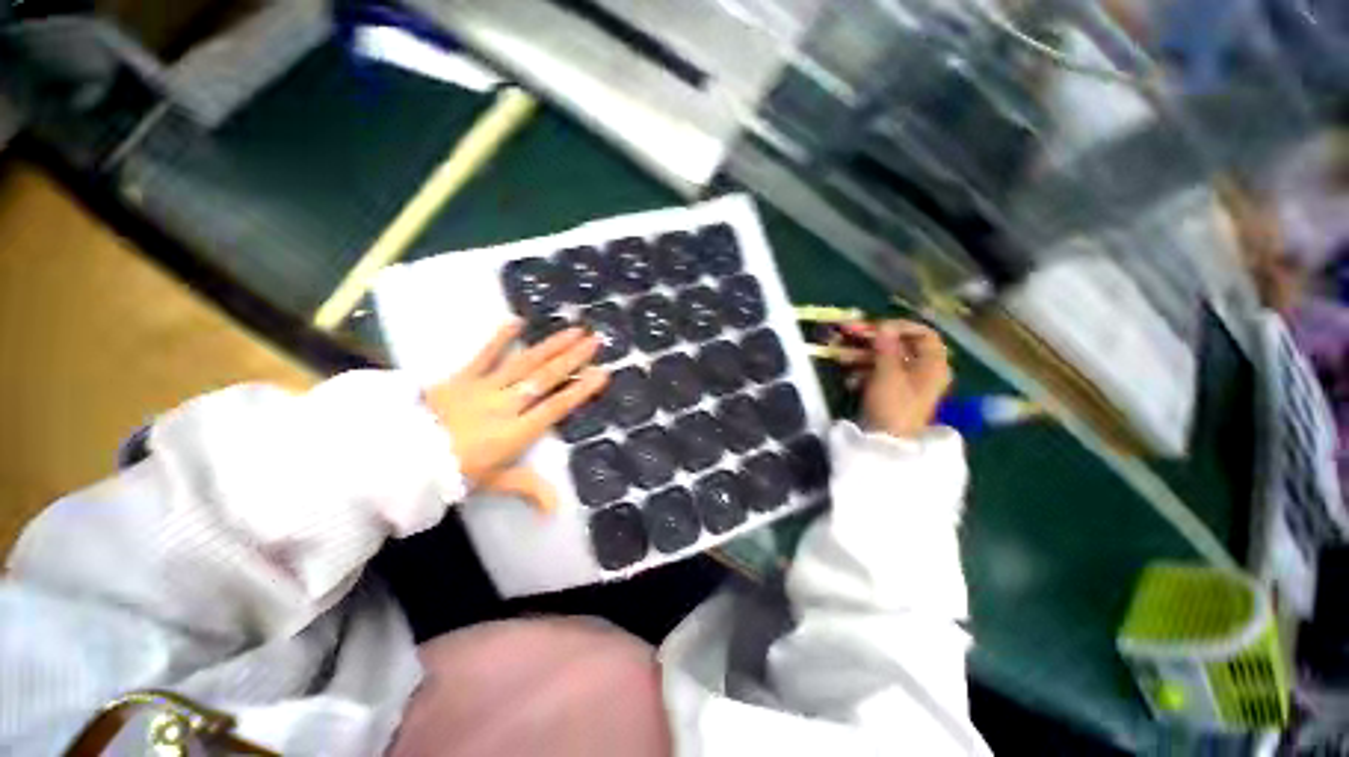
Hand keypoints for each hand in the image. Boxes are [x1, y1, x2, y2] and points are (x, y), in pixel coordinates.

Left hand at [424, 321, 608, 510]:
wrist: (400, 458)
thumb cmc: (453, 472)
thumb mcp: (493, 482)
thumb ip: (528, 489)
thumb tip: (557, 509)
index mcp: (516, 432)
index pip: (556, 407)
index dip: (581, 389)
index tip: (602, 373)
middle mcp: (506, 405)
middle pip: (546, 379)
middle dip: (573, 359)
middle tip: (595, 341)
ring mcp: (485, 388)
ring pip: (525, 363)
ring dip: (551, 346)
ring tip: (574, 330)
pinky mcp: (462, 377)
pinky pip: (483, 355)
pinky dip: (500, 338)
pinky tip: (517, 321)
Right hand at [845, 320, 951, 439]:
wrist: (887, 444)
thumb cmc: (893, 406)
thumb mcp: (888, 373)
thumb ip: (886, 347)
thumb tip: (885, 326)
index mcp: (932, 365)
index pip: (923, 334)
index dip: (900, 327)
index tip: (877, 326)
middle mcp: (923, 372)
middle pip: (899, 346)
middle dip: (871, 341)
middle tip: (847, 332)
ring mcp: (906, 384)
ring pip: (884, 360)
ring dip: (861, 357)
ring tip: (839, 357)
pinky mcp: (891, 395)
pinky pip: (878, 375)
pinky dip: (863, 374)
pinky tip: (848, 380)